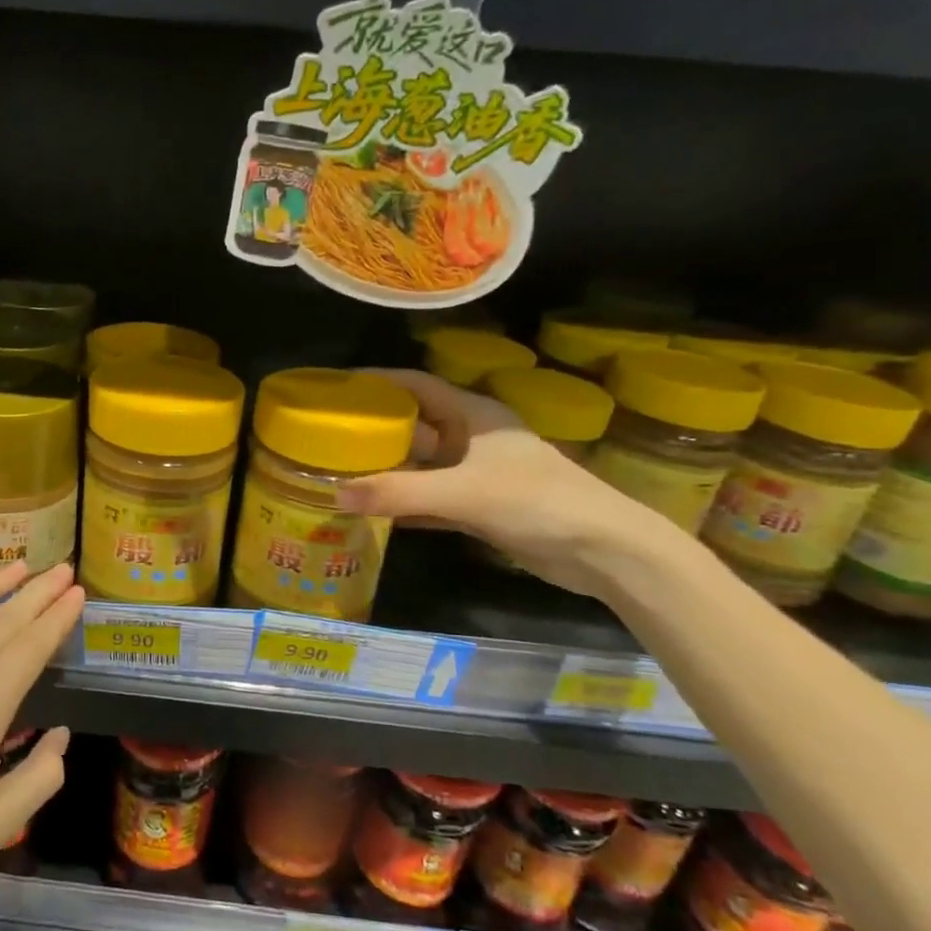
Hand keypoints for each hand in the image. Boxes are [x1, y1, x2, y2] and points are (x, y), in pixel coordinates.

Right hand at [335, 369, 679, 597]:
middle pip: (414, 425)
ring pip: (420, 466)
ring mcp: (477, 475)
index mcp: (473, 415)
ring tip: (339, 472)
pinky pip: (430, 499)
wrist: (603, 551)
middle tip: (327, 436)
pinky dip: (404, 503)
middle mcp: (471, 438)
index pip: (416, 384)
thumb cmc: (536, 501)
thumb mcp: (463, 493)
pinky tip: (372, 512)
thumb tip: (334, 493)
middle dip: (374, 429)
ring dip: (386, 470)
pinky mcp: (480, 508)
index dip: (377, 380)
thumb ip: (399, 493)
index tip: (336, 386)